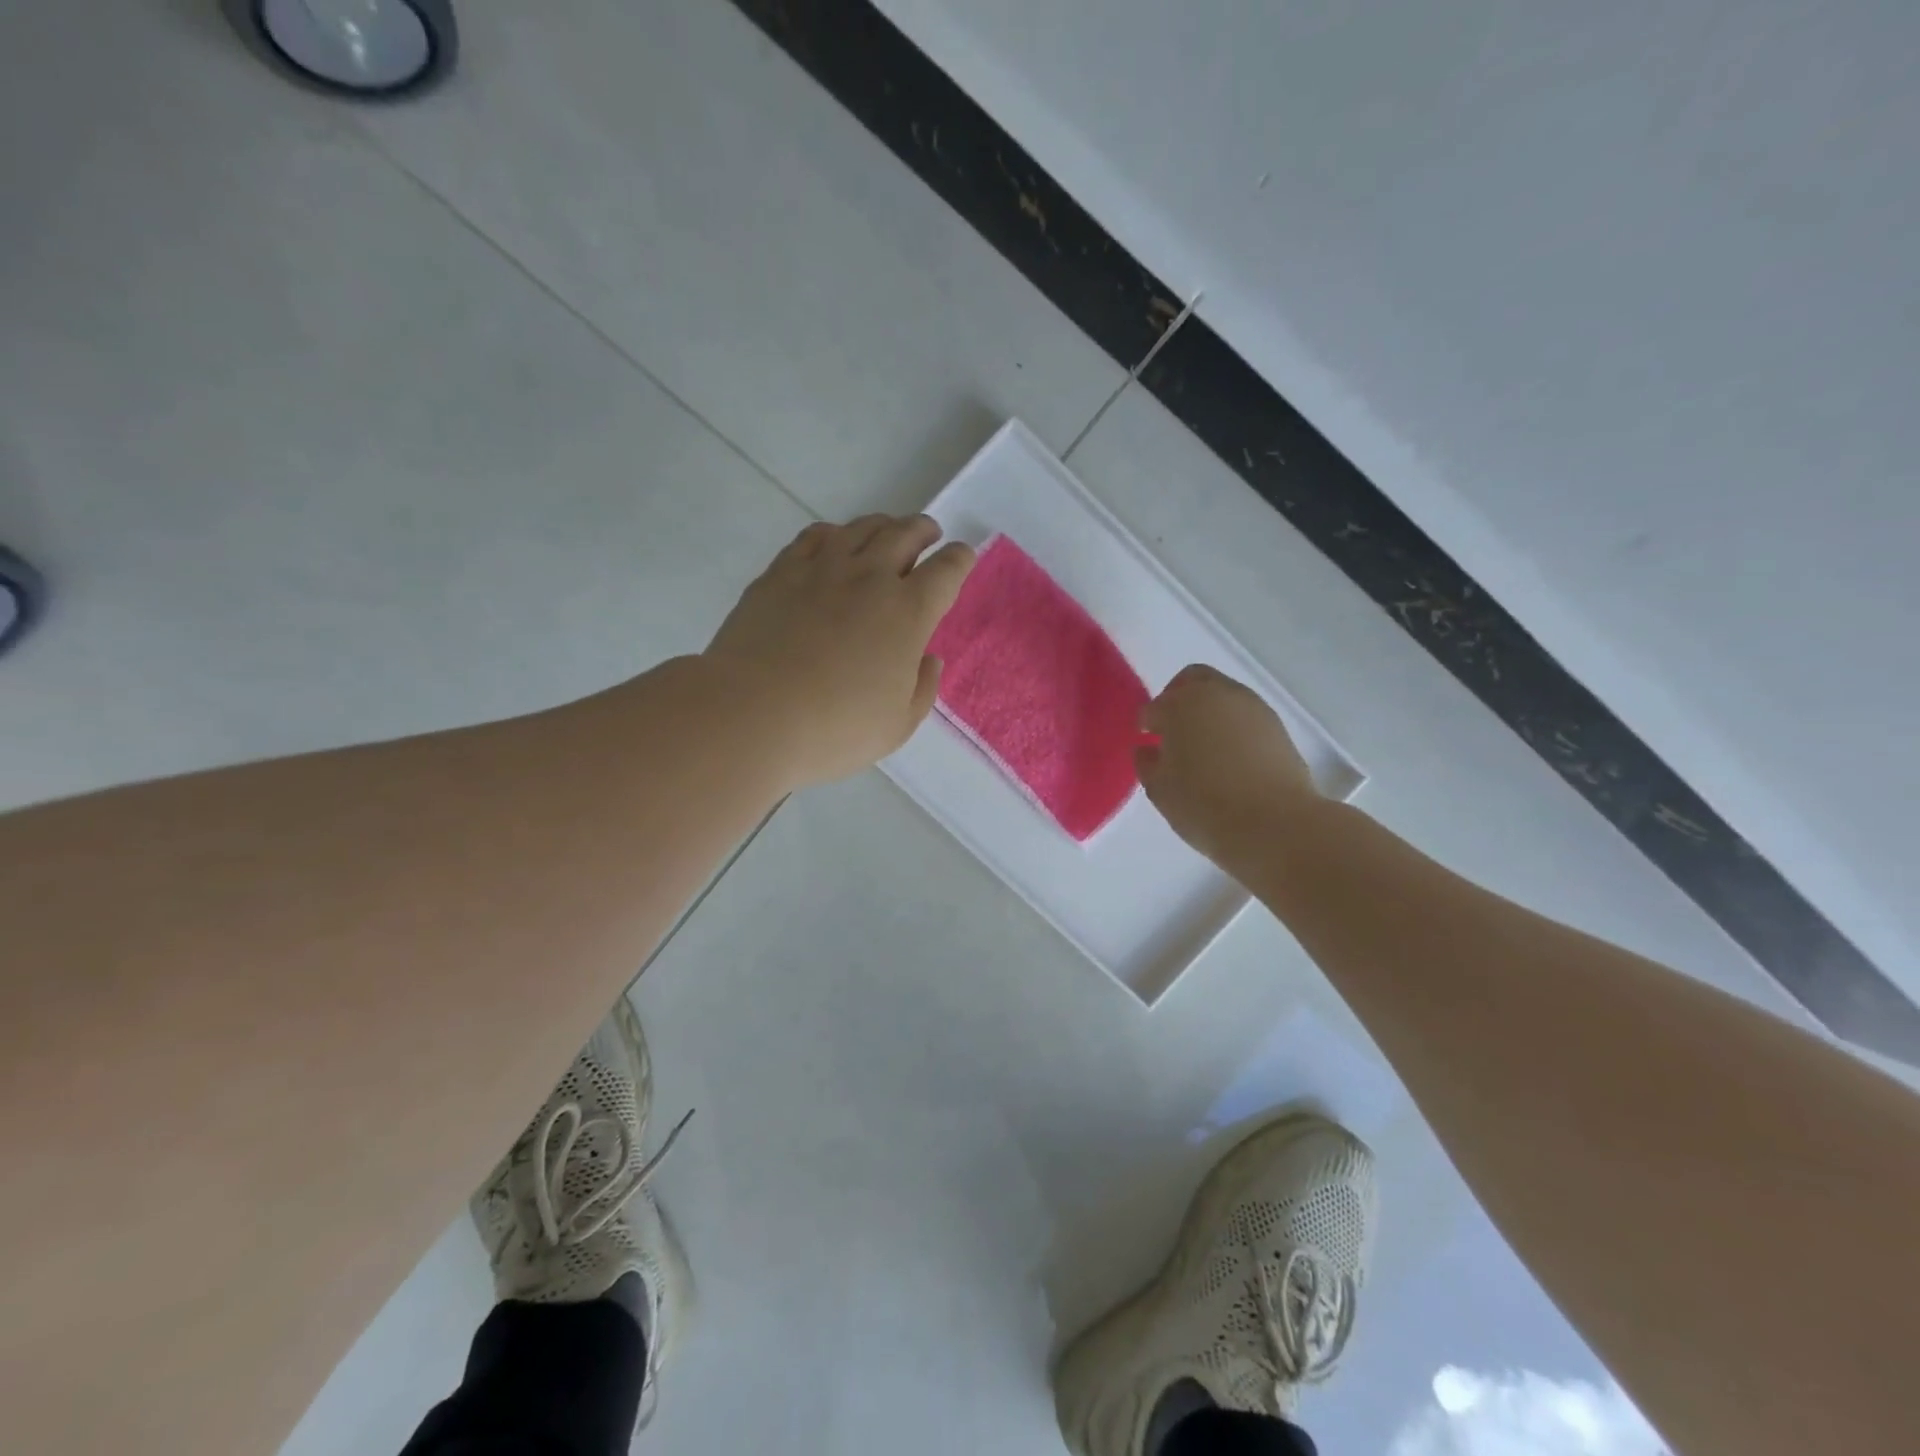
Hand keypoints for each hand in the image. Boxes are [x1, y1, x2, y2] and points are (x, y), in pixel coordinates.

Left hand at [704, 514, 974, 788]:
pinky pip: (814, 536)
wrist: (752, 714)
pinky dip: (834, 534)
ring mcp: (821, 569)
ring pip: (861, 528)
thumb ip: (922, 688)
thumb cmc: (835, 729)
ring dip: (882, 525)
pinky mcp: (780, 573)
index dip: (960, 559)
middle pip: (904, 534)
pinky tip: (833, 543)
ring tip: (886, 532)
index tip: (962, 556)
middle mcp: (870, 578)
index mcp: (908, 613)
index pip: (946, 570)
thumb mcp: (896, 725)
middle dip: (923, 530)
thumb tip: (928, 659)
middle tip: (928, 534)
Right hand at [1136, 664, 1320, 864]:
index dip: (1147, 724)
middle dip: (1178, 698)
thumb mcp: (1160, 790)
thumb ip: (1147, 763)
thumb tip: (1147, 749)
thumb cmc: (1204, 805)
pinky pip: (1244, 715)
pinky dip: (1231, 726)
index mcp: (1180, 705)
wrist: (1274, 824)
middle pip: (1192, 680)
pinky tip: (1228, 756)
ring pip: (1222, 695)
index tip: (1146, 741)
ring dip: (1208, 711)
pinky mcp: (1276, 726)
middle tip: (1171, 728)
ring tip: (1202, 746)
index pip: (1154, 707)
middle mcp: (1217, 694)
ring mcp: (1252, 707)